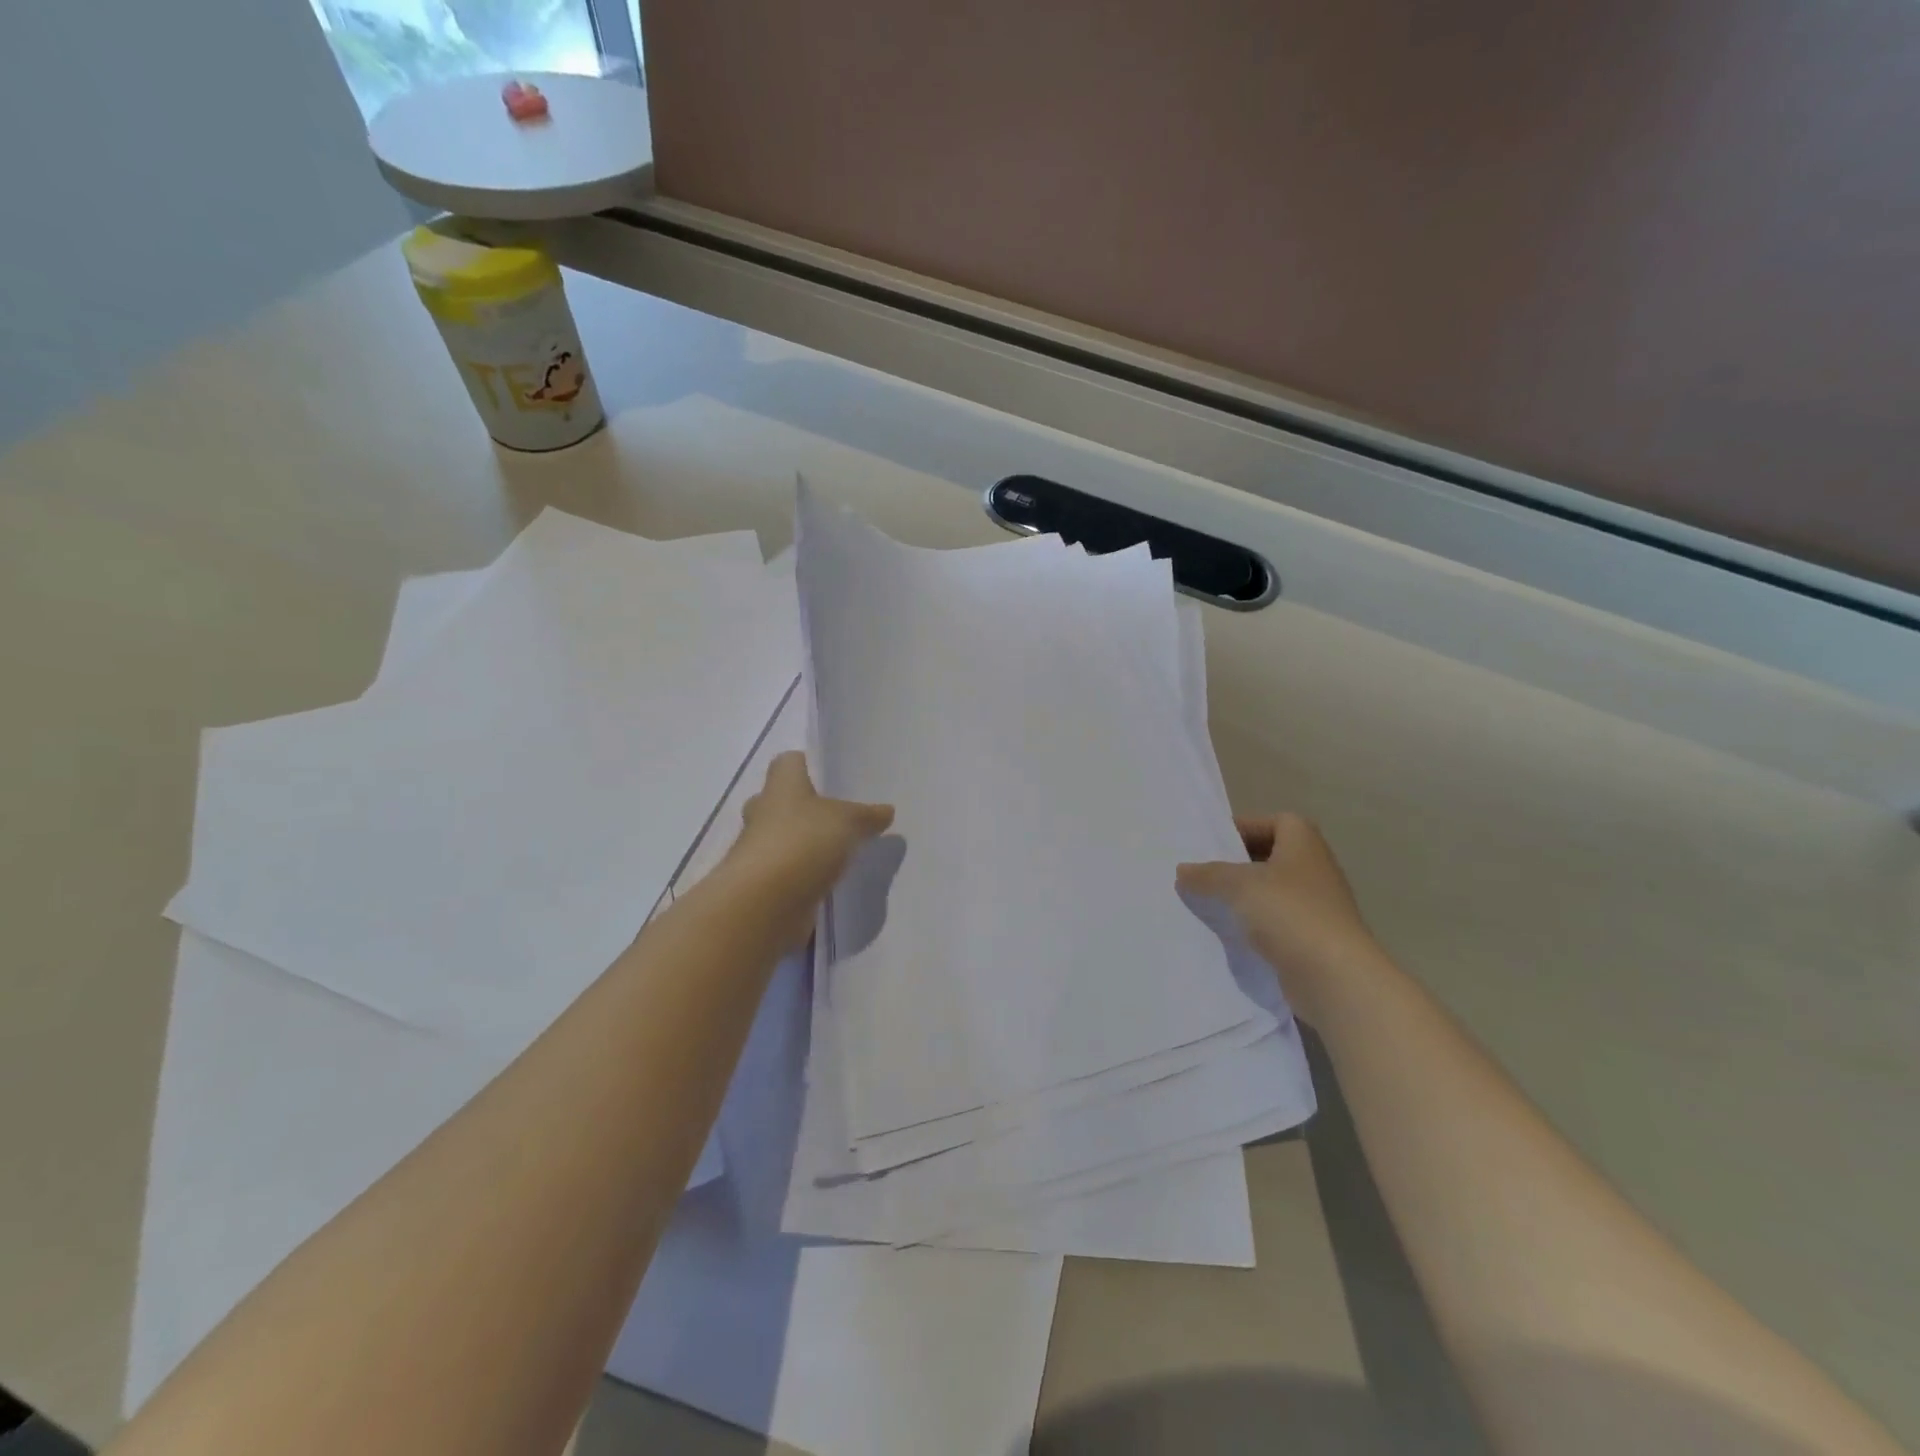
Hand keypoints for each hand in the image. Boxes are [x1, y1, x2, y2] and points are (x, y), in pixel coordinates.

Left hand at [723, 752, 894, 942]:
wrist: (763, 904)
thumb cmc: (803, 843)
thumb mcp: (849, 821)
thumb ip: (868, 815)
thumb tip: (886, 810)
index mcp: (781, 785)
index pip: (789, 762)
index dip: (810, 765)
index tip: (834, 777)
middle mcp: (764, 812)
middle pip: (785, 801)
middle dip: (809, 808)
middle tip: (843, 816)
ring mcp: (759, 850)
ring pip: (786, 838)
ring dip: (807, 844)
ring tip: (844, 850)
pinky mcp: (763, 883)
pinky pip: (789, 871)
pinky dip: (806, 874)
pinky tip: (832, 880)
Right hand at [1177, 813, 1384, 1025]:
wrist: (1334, 977)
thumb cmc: (1289, 913)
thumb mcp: (1239, 885)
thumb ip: (1208, 875)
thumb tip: (1183, 871)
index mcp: (1304, 844)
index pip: (1275, 822)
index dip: (1245, 827)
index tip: (1213, 843)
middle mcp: (1314, 869)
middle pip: (1270, 857)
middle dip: (1237, 864)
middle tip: (1202, 872)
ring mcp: (1316, 907)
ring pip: (1270, 893)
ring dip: (1242, 897)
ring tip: (1206, 902)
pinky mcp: (1310, 939)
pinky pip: (1274, 923)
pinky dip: (1252, 925)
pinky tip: (1226, 933)